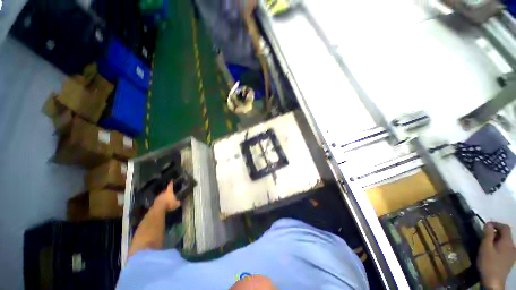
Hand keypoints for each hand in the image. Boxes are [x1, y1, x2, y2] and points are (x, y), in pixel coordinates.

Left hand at [153, 181, 180, 211]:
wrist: (158, 208)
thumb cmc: (169, 204)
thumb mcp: (176, 204)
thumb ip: (178, 202)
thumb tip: (180, 201)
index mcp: (169, 191)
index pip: (170, 185)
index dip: (171, 183)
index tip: (172, 180)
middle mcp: (163, 192)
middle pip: (165, 190)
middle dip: (167, 191)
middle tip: (169, 192)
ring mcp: (158, 197)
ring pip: (161, 195)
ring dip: (163, 196)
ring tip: (166, 199)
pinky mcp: (155, 201)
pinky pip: (159, 200)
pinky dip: (160, 201)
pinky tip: (162, 203)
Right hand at [477, 222, 515, 288]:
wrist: (493, 282)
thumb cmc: (488, 263)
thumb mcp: (485, 248)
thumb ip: (488, 234)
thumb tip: (488, 224)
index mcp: (507, 242)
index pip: (505, 227)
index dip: (496, 224)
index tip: (486, 225)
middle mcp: (512, 246)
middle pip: (506, 235)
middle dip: (497, 232)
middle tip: (486, 235)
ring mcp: (512, 254)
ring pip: (506, 242)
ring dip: (498, 240)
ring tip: (489, 243)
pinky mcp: (510, 260)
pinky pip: (506, 249)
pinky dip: (500, 246)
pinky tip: (494, 252)